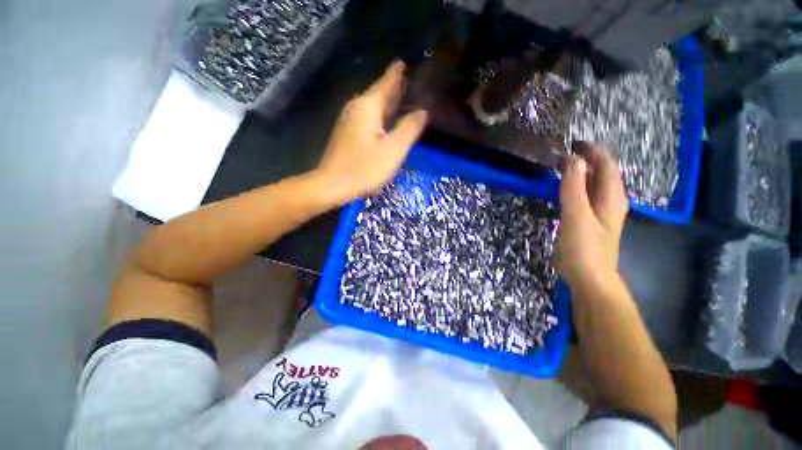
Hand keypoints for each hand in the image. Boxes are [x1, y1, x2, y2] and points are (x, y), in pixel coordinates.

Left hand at [313, 61, 427, 206]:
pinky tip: (388, 119)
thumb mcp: (393, 150)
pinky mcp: (347, 132)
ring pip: (374, 105)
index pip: (387, 81)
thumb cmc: (364, 168)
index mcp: (368, 106)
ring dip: (389, 101)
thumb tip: (422, 111)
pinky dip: (381, 114)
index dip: (399, 72)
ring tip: (405, 97)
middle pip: (380, 92)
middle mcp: (357, 107)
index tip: (409, 61)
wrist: (332, 184)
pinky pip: (368, 116)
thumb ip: (409, 129)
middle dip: (396, 86)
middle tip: (414, 80)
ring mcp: (350, 120)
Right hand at [557, 142, 628, 291]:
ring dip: (581, 173)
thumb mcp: (576, 215)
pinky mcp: (589, 222)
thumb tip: (573, 159)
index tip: (573, 142)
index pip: (607, 165)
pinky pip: (585, 197)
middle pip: (603, 173)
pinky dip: (576, 187)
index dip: (593, 151)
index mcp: (612, 197)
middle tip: (564, 152)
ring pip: (594, 185)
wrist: (589, 278)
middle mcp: (610, 202)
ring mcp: (600, 213)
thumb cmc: (584, 247)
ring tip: (562, 166)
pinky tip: (565, 189)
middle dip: (587, 159)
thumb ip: (574, 187)